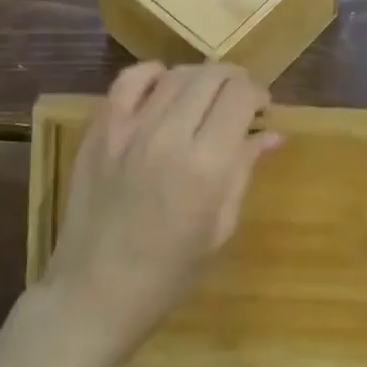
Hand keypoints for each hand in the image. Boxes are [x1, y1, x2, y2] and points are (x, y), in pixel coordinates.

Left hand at [42, 63, 277, 354]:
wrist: (94, 293)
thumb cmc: (168, 273)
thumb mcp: (219, 227)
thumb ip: (243, 170)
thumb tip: (272, 133)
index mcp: (205, 166)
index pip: (240, 96)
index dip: (258, 93)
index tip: (262, 108)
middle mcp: (169, 135)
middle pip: (211, 76)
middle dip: (234, 80)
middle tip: (239, 100)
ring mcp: (129, 128)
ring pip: (175, 74)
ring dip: (200, 77)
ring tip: (205, 96)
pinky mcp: (100, 129)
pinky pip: (129, 80)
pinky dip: (153, 74)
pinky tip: (163, 87)